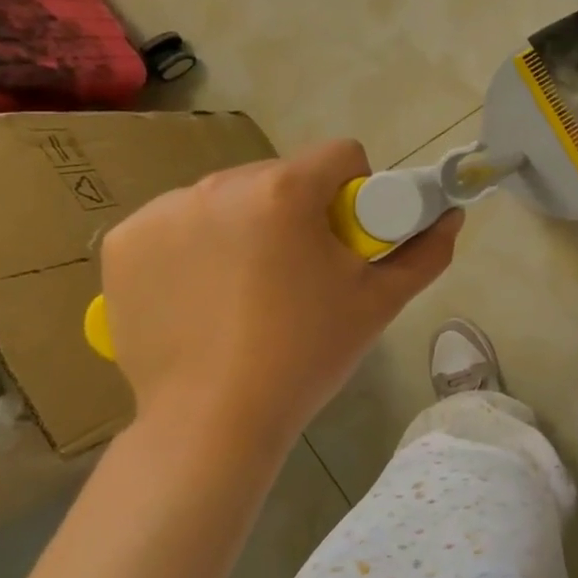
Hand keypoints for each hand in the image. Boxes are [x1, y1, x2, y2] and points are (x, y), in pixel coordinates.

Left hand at [100, 139, 460, 447]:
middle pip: (282, 175)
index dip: (358, 192)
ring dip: (247, 225)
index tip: (348, 240)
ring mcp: (163, 211)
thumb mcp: (380, 303)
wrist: (212, 422)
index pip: (341, 155)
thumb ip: (426, 252)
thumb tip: (452, 216)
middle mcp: (218, 185)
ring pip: (229, 197)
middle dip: (300, 211)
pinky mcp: (125, 242)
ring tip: (249, 289)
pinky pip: (178, 223)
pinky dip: (195, 246)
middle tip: (302, 273)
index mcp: (285, 191)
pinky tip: (201, 294)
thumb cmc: (306, 355)